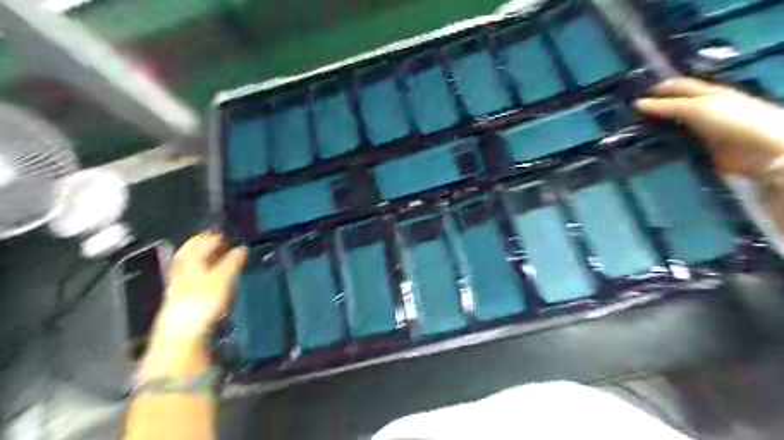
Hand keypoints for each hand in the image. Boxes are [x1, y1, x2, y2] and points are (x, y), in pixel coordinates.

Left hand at [143, 233, 247, 380]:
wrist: (181, 332)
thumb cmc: (204, 300)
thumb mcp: (224, 278)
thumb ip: (233, 261)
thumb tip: (242, 247)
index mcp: (191, 258)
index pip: (204, 240)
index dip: (218, 235)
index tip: (231, 233)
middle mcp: (182, 266)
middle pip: (193, 249)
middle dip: (207, 244)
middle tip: (224, 242)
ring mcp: (178, 281)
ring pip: (190, 261)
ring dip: (204, 256)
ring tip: (218, 255)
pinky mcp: (179, 295)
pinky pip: (190, 273)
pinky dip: (200, 268)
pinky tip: (208, 274)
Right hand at [632, 78, 783, 175]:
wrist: (761, 150)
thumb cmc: (733, 120)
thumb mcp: (697, 108)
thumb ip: (666, 106)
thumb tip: (636, 103)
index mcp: (707, 93)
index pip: (678, 86)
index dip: (659, 88)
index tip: (633, 95)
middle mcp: (703, 109)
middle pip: (674, 107)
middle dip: (653, 109)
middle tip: (627, 116)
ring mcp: (701, 130)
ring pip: (672, 126)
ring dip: (654, 129)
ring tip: (630, 133)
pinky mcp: (699, 150)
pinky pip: (674, 145)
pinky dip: (660, 146)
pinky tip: (643, 149)